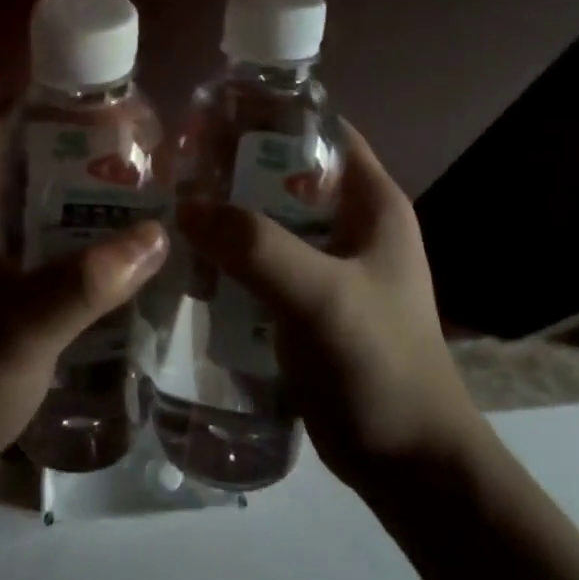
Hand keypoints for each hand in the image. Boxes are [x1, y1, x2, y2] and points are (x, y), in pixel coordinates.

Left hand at [0, 117, 167, 484]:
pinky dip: (66, 241)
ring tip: (140, 200)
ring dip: (77, 203)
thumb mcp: (24, 325)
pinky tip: (112, 255)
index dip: (53, 109)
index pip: (3, 127)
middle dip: (79, 158)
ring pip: (30, 207)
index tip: (112, 109)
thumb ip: (89, 280)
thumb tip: (158, 234)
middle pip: (24, 164)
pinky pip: (30, 245)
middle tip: (143, 159)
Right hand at [177, 120, 476, 489]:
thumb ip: (255, 246)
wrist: (410, 466)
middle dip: (232, 167)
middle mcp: (349, 224)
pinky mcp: (305, 303)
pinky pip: (259, 263)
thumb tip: (185, 207)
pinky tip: (186, 259)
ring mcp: (327, 265)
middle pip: (283, 173)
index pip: (319, 130)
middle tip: (173, 165)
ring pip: (266, 220)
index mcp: (370, 202)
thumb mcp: (319, 295)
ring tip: (168, 206)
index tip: (209, 115)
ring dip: (225, 214)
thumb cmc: (380, 365)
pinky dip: (227, 256)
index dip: (268, 114)